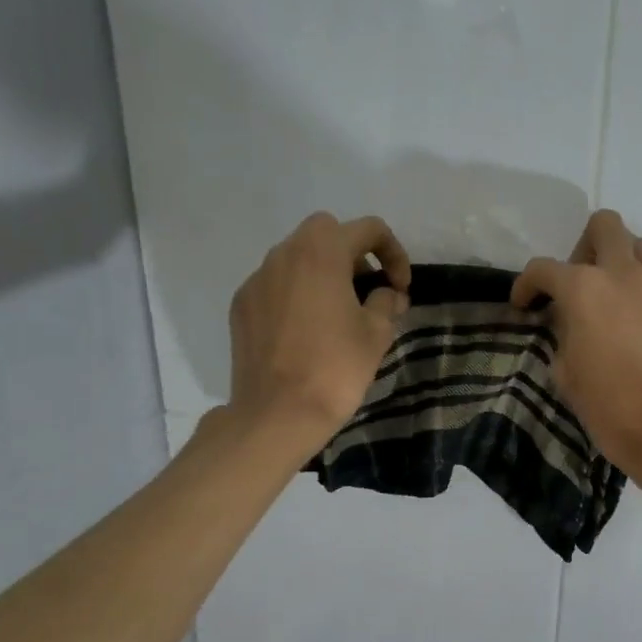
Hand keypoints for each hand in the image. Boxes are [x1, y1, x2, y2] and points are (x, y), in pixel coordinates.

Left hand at [227, 213, 411, 441]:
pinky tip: (306, 332)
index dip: (394, 253)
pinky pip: (275, 285)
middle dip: (353, 254)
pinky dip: (296, 295)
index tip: (400, 287)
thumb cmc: (335, 368)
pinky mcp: (241, 305)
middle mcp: (284, 254)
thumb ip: (386, 302)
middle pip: (326, 233)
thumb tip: (388, 294)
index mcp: (322, 252)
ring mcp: (257, 279)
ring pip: (296, 258)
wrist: (277, 413)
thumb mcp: (376, 334)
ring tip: (337, 314)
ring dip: (322, 274)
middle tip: (367, 291)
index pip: (368, 229)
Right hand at [511, 210, 641, 503]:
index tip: (525, 306)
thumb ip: (562, 337)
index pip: (544, 269)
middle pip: (604, 226)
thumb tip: (569, 325)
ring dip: (617, 264)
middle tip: (577, 286)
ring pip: (637, 248)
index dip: (526, 285)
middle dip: (583, 247)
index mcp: (584, 289)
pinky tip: (639, 330)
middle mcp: (624, 274)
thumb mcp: (567, 375)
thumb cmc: (612, 408)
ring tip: (610, 304)